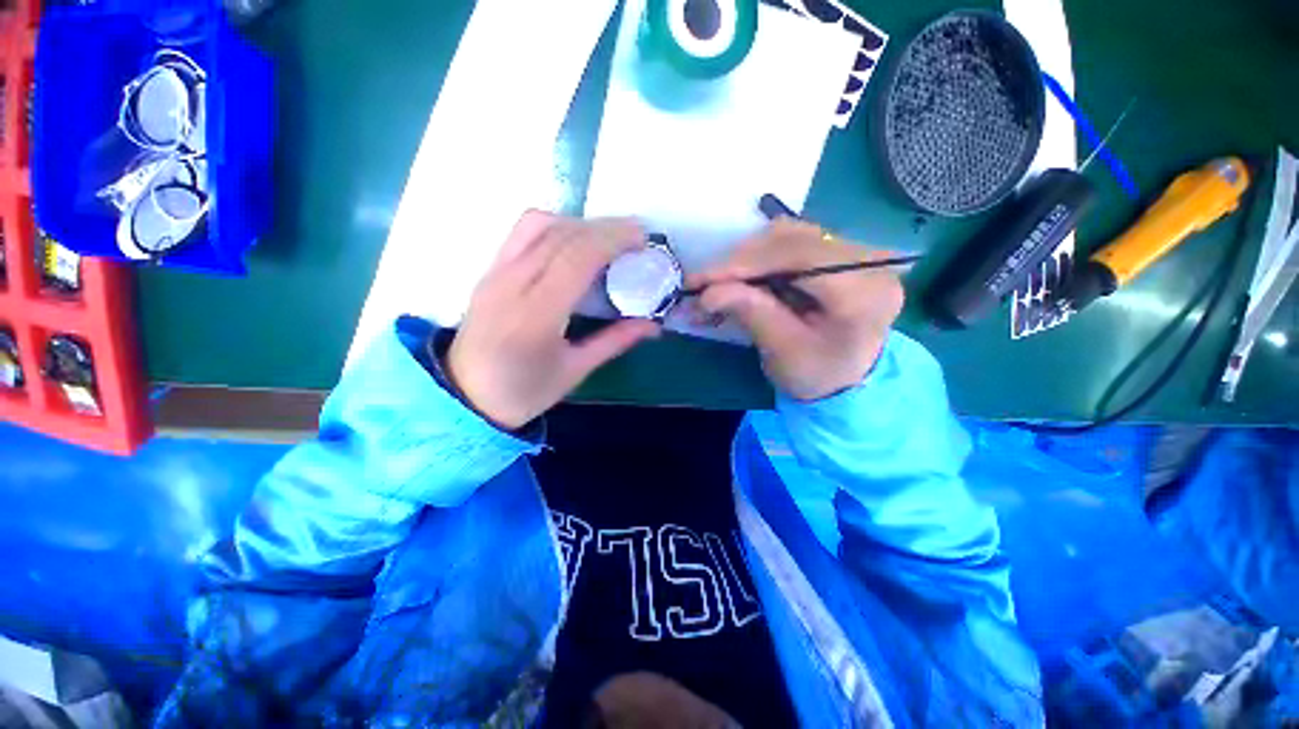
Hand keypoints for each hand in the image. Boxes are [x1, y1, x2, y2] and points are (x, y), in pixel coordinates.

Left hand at [446, 211, 661, 428]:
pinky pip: (523, 233)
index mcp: (536, 316)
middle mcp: (512, 284)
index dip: (612, 240)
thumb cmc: (523, 390)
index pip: (576, 258)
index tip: (642, 240)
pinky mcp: (490, 270)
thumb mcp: (574, 372)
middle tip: (636, 236)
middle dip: (605, 228)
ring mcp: (496, 272)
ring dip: (579, 223)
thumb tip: (653, 324)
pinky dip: (555, 226)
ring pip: (539, 225)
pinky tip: (573, 242)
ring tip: (606, 238)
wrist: (465, 395)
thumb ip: (614, 341)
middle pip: (562, 235)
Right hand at [687, 219, 903, 400]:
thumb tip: (709, 292)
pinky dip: (757, 258)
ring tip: (717, 284)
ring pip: (786, 236)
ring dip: (745, 259)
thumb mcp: (784, 352)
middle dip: (739, 262)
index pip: (799, 257)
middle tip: (700, 286)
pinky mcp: (837, 250)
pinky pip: (789, 241)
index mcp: (864, 291)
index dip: (745, 263)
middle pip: (791, 240)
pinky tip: (740, 277)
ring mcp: (854, 249)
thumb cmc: (818, 373)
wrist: (847, 377)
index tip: (701, 280)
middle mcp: (868, 259)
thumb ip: (752, 315)